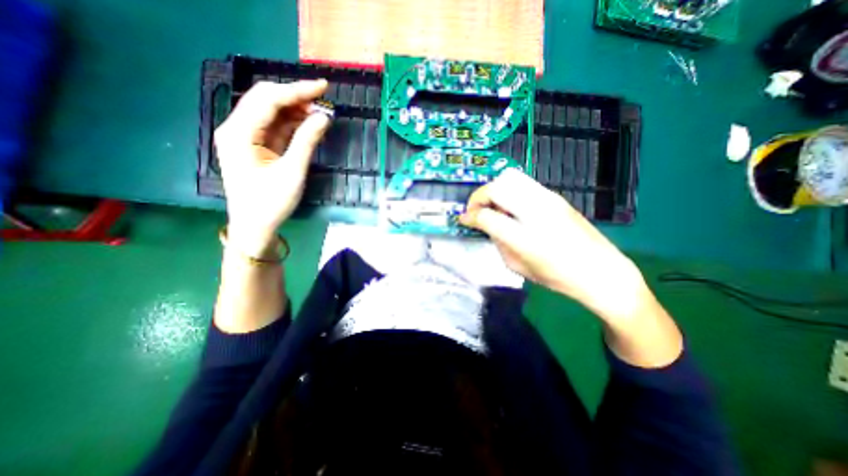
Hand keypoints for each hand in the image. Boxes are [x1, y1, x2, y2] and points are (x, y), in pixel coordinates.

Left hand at [211, 81, 330, 254]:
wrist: (255, 226)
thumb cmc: (271, 203)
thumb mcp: (292, 172)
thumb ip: (307, 142)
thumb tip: (323, 117)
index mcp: (238, 133)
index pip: (268, 99)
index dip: (297, 89)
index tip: (323, 86)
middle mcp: (237, 128)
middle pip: (266, 100)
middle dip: (296, 97)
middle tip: (324, 100)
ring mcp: (245, 137)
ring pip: (271, 113)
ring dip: (296, 110)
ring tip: (321, 113)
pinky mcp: (255, 146)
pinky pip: (275, 128)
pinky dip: (293, 124)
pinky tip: (309, 125)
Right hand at [457, 169, 650, 321]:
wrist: (600, 271)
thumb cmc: (557, 277)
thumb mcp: (518, 267)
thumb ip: (498, 242)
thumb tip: (487, 225)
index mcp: (525, 237)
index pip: (486, 216)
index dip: (469, 217)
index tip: (463, 220)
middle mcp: (535, 211)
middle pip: (496, 188)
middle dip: (478, 197)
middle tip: (476, 211)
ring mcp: (547, 199)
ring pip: (509, 177)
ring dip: (494, 190)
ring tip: (492, 206)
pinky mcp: (555, 196)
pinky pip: (523, 183)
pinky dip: (509, 190)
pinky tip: (511, 206)